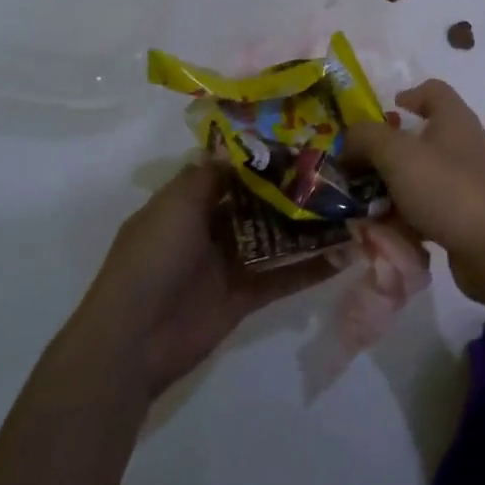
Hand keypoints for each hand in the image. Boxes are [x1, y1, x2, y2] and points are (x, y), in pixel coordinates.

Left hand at [86, 162, 332, 398]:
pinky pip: (283, 277)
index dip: (262, 160)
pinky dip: (312, 268)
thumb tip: (236, 149)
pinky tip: (345, 255)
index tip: (301, 144)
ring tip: (350, 210)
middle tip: (337, 175)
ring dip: (308, 228)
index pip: (230, 173)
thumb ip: (208, 175)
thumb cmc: (153, 260)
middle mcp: (210, 229)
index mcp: (187, 204)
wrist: (133, 340)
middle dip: (293, 191)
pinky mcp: (245, 297)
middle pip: (258, 204)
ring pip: (276, 239)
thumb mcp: (175, 204)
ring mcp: (229, 264)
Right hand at [343, 80, 484, 299]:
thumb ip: (366, 138)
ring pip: (420, 173)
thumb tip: (347, 140)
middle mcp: (463, 143)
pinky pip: (428, 204)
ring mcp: (466, 179)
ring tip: (362, 203)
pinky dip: (406, 213)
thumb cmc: (446, 189)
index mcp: (453, 118)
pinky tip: (386, 229)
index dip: (407, 95)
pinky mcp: (465, 211)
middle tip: (356, 166)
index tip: (382, 113)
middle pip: (419, 135)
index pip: (432, 90)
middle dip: (385, 150)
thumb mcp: (397, 155)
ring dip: (391, 186)